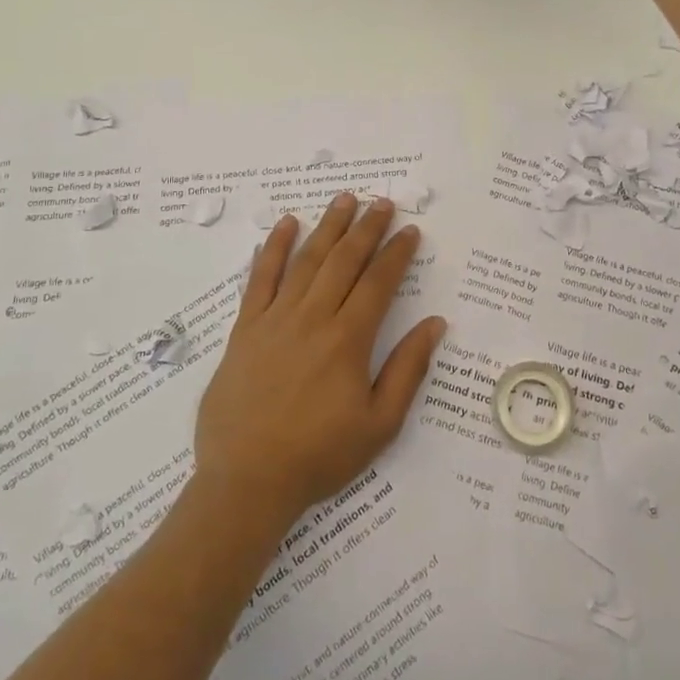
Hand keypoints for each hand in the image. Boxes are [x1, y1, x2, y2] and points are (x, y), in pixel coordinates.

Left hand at [194, 193, 444, 527]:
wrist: (246, 481)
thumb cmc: (319, 456)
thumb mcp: (379, 425)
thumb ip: (408, 369)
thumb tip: (435, 324)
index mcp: (348, 340)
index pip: (378, 282)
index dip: (397, 253)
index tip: (411, 230)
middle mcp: (313, 317)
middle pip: (344, 260)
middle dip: (366, 228)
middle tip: (383, 202)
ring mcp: (275, 319)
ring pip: (307, 260)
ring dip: (328, 226)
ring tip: (344, 199)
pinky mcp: (245, 328)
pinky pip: (260, 279)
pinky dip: (273, 248)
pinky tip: (285, 225)